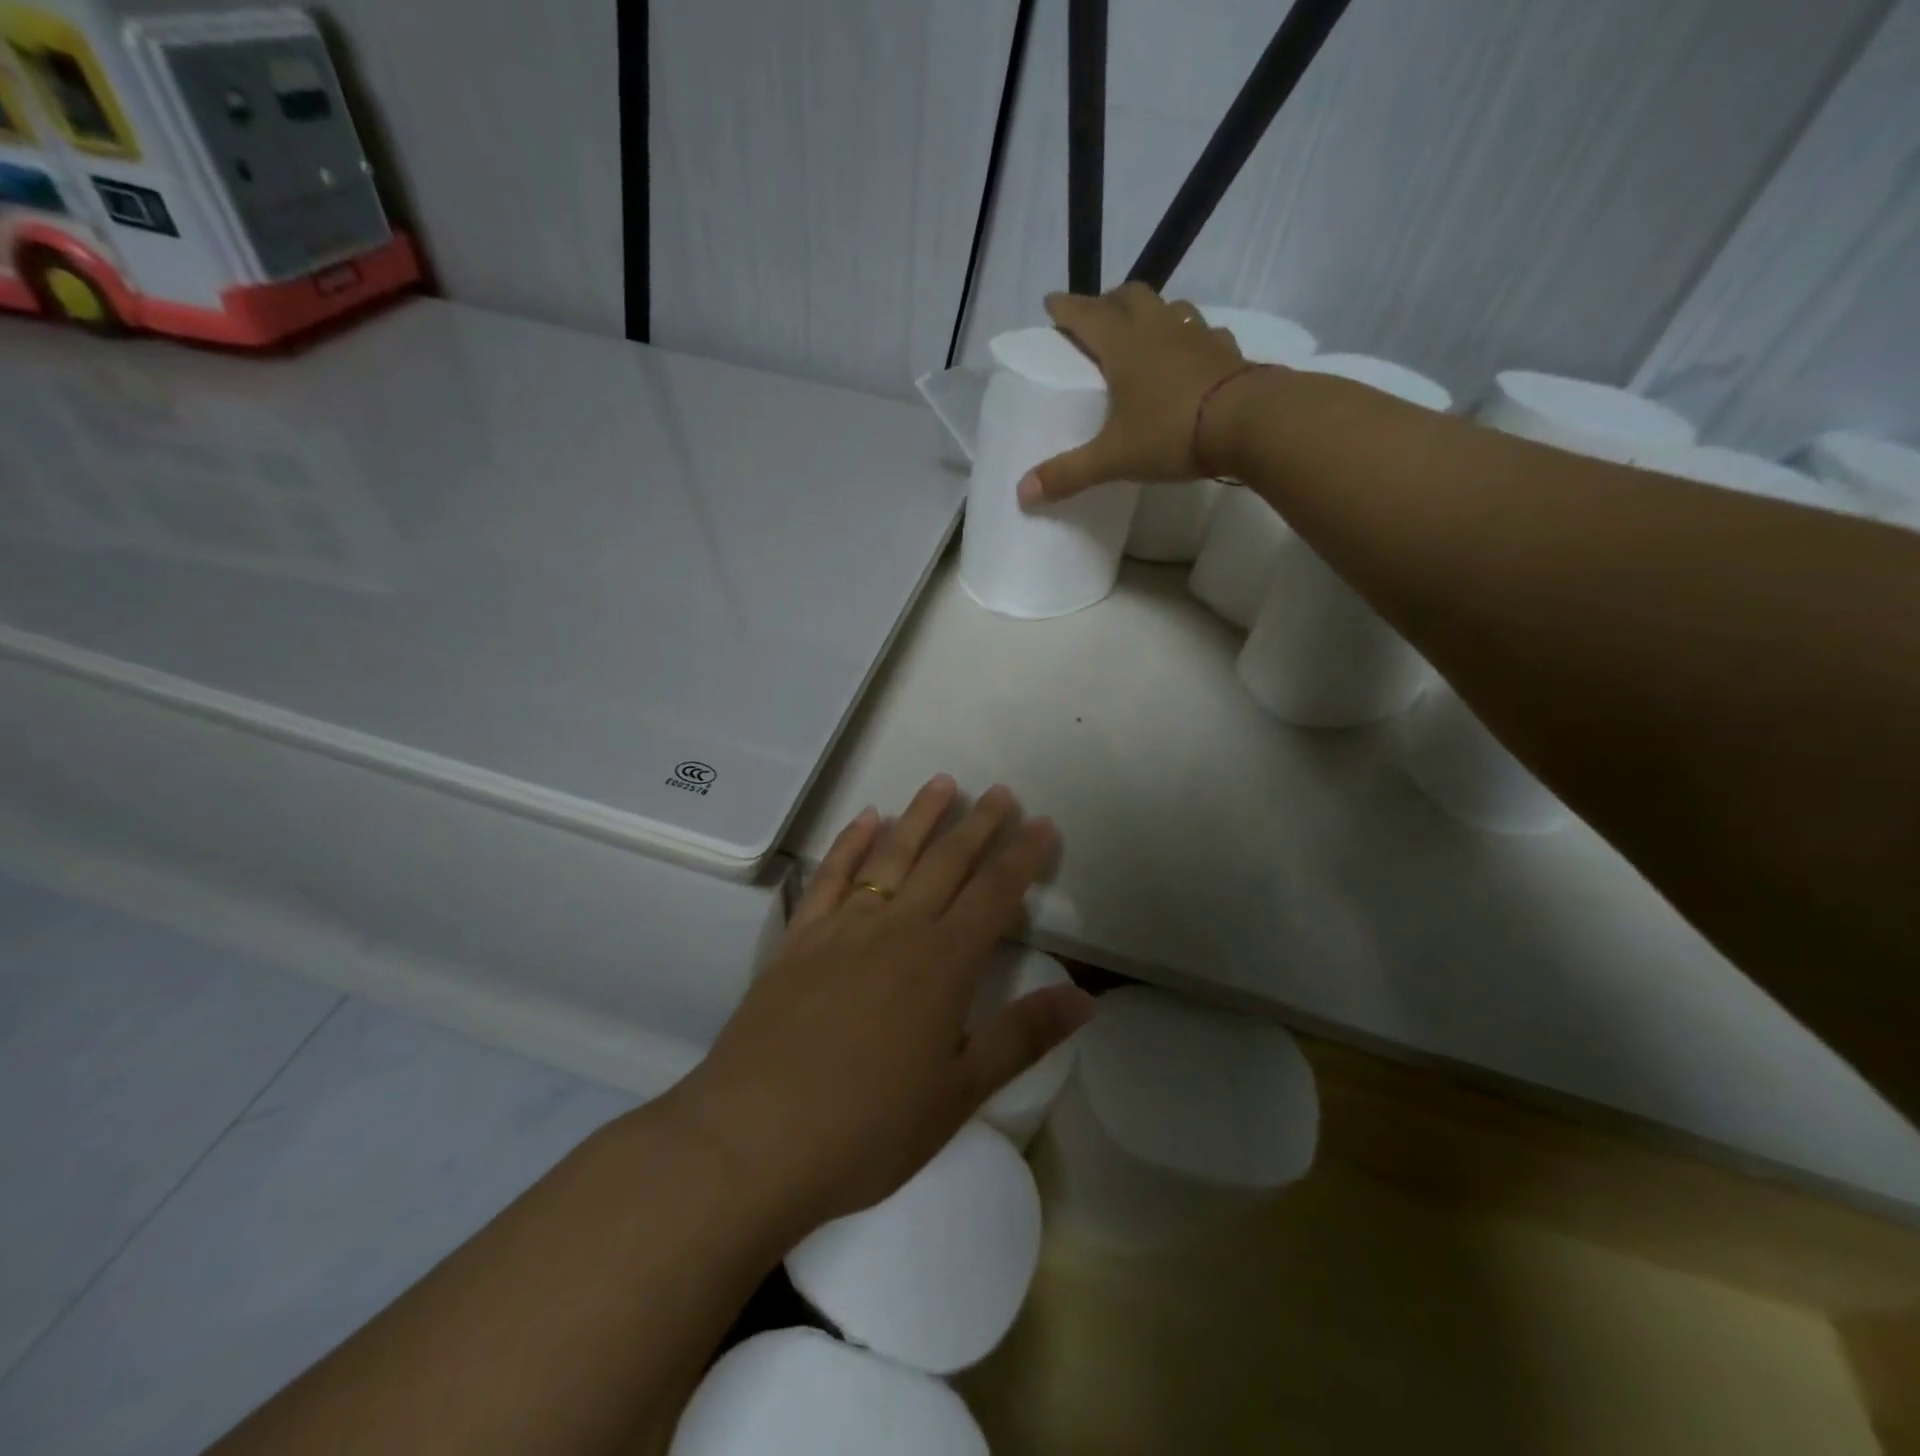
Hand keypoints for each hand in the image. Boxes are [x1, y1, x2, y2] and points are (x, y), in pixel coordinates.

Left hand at [663, 776, 1093, 1235]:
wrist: (754, 1139)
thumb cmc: (869, 1127)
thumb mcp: (959, 1093)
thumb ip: (1022, 1037)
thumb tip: (1086, 999)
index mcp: (943, 963)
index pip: (995, 894)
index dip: (1023, 857)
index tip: (1043, 823)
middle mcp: (897, 929)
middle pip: (946, 862)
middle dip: (978, 825)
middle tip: (1000, 792)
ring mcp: (842, 928)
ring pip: (890, 855)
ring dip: (919, 817)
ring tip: (942, 783)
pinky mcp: (799, 939)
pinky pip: (830, 876)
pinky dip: (850, 842)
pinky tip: (865, 819)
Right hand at [1021, 282, 1247, 505]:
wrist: (1249, 423)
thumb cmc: (1171, 433)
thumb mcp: (1113, 459)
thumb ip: (1068, 475)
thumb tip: (1021, 495)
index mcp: (1123, 346)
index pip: (1086, 314)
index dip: (1066, 307)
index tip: (1051, 303)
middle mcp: (1158, 329)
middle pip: (1130, 295)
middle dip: (1109, 301)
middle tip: (1097, 317)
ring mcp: (1197, 335)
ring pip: (1171, 306)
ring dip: (1153, 312)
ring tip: (1144, 332)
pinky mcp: (1228, 351)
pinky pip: (1206, 332)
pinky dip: (1192, 337)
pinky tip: (1192, 355)